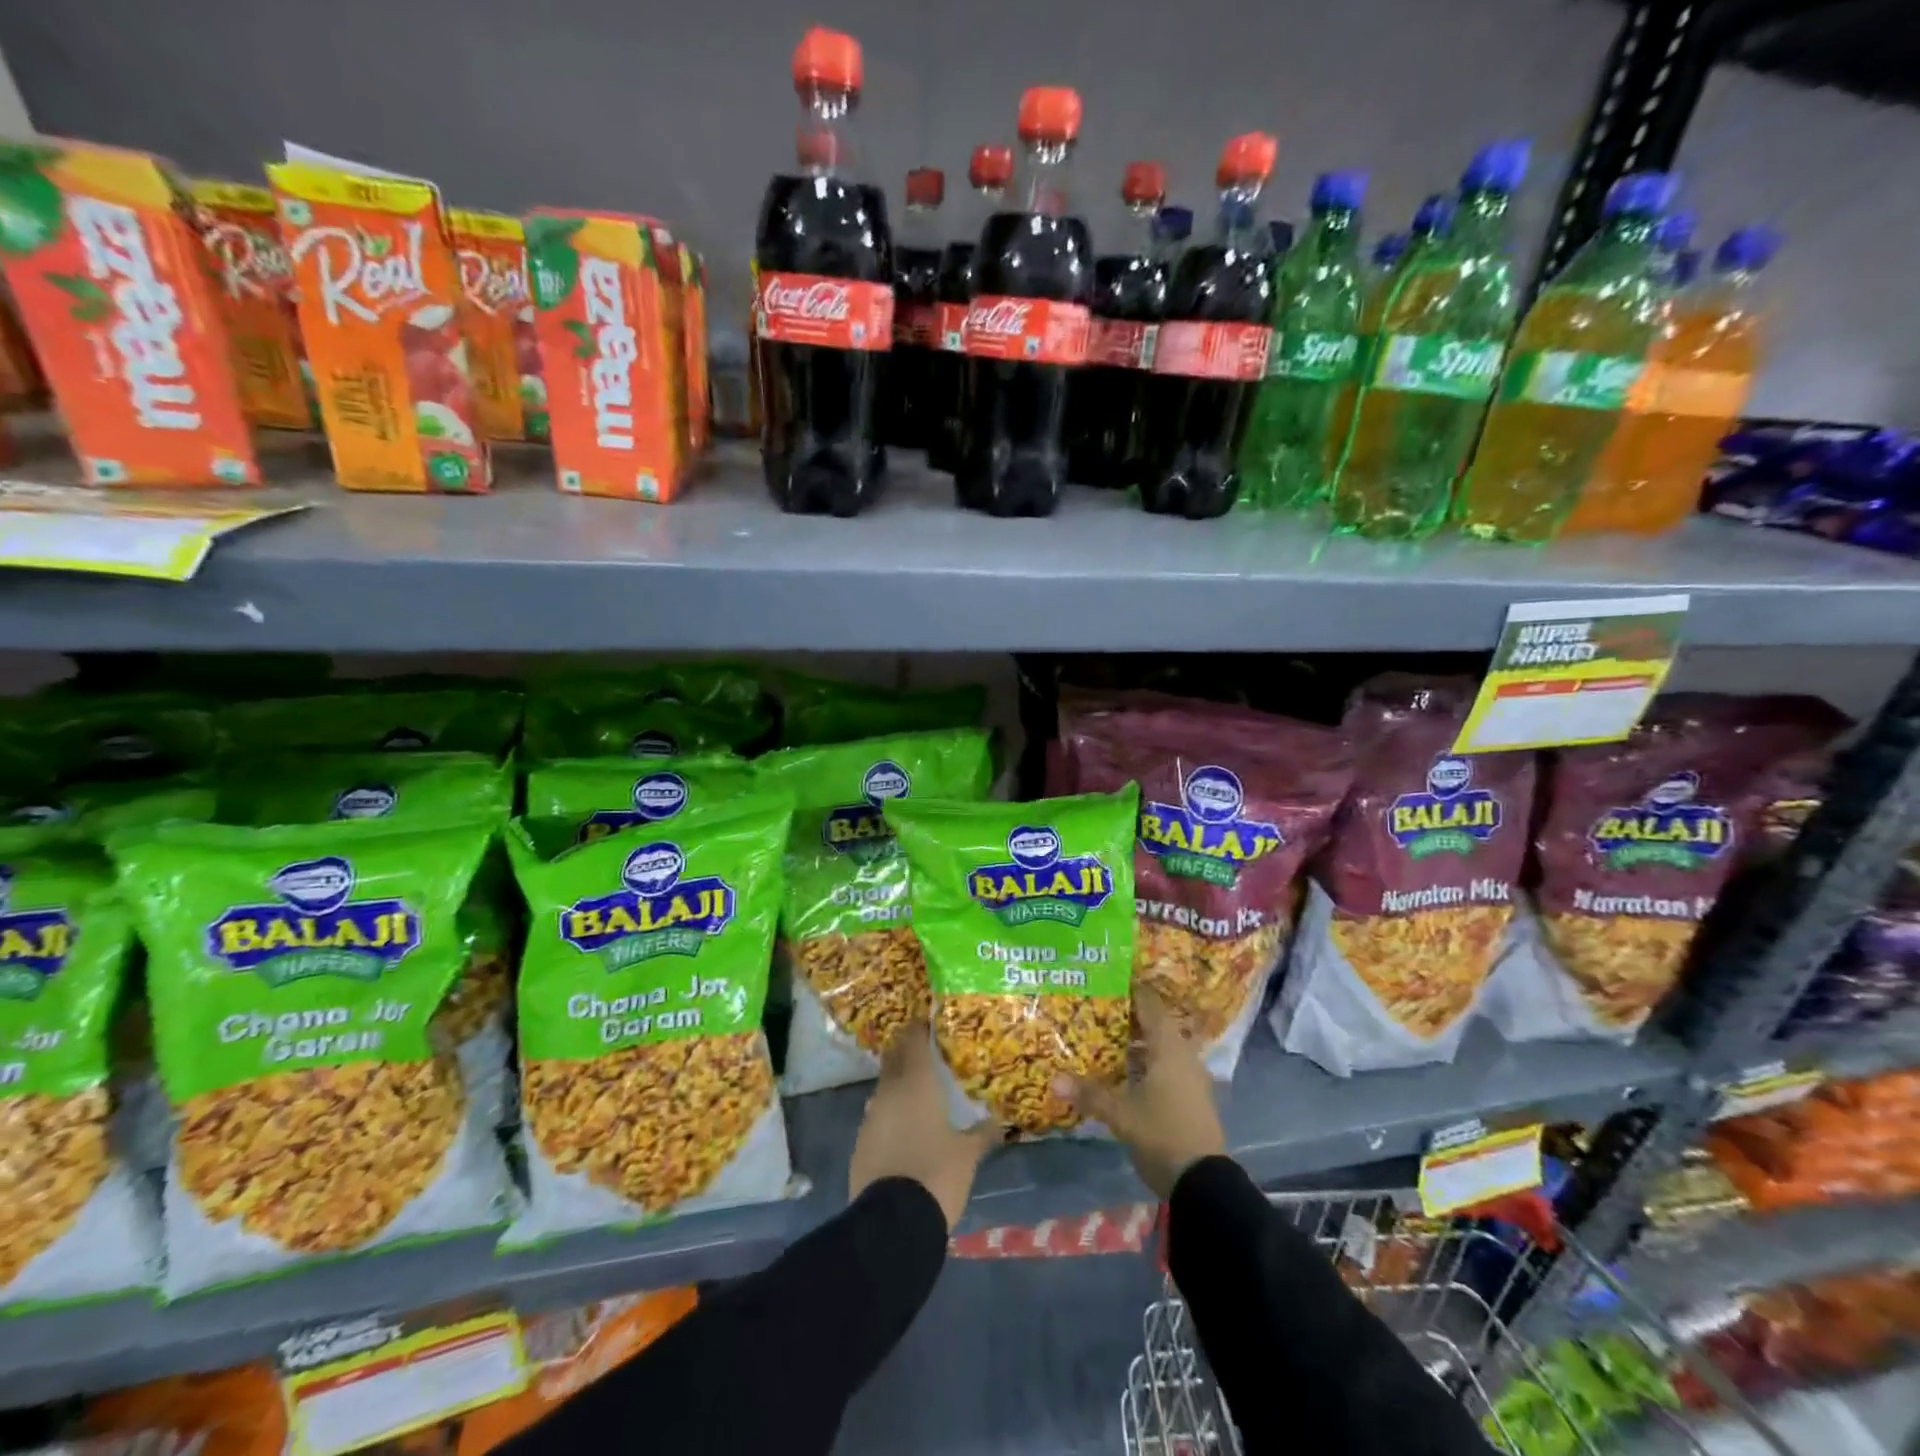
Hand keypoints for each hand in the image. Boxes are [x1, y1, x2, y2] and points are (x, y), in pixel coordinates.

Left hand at [849, 1025, 1001, 1229]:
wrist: (892, 1221)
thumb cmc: (936, 1173)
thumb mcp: (968, 1154)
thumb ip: (982, 1133)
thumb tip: (999, 1122)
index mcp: (916, 1082)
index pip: (914, 1040)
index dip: (920, 1028)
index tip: (929, 1022)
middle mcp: (889, 1091)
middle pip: (895, 1058)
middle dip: (907, 1050)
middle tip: (926, 1051)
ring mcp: (871, 1116)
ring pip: (884, 1087)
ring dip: (898, 1083)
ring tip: (919, 1090)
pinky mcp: (860, 1142)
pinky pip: (878, 1115)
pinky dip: (890, 1112)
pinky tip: (904, 1127)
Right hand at [1053, 986, 1226, 1197]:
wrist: (1203, 1182)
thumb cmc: (1162, 1133)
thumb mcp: (1120, 1114)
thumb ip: (1089, 1094)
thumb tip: (1053, 1080)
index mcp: (1169, 1046)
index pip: (1149, 1003)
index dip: (1130, 989)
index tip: (1106, 978)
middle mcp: (1183, 1053)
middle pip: (1155, 1023)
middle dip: (1128, 1015)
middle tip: (1098, 1006)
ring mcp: (1190, 1076)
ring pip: (1161, 1046)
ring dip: (1137, 1040)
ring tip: (1105, 1035)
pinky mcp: (1191, 1096)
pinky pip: (1166, 1065)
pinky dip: (1146, 1061)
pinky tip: (1125, 1070)